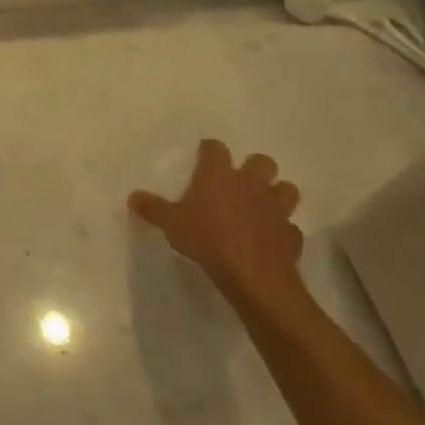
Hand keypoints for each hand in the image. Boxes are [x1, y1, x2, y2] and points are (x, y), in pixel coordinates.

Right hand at [129, 139, 303, 305]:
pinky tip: (271, 239)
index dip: (209, 151)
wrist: (253, 276)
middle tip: (238, 183)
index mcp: (219, 174)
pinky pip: (290, 227)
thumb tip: (132, 196)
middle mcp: (251, 184)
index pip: (215, 148)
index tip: (202, 158)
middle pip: (261, 161)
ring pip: (286, 189)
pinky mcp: (291, 235)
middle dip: (254, 168)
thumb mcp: (171, 224)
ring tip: (262, 206)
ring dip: (277, 194)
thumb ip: (153, 208)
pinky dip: (282, 230)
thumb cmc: (207, 239)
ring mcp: (276, 208)